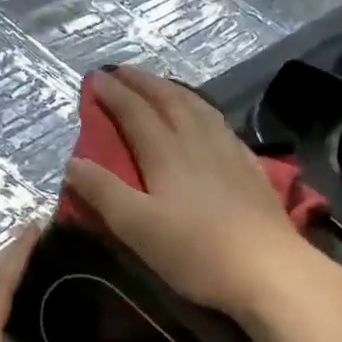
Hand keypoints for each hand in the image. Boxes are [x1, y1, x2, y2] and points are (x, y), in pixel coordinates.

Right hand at [64, 67, 314, 320]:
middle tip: (122, 71)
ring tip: (160, 85)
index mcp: (166, 152)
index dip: (113, 94)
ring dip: (173, 90)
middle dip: (142, 83)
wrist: (268, 269)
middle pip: (168, 100)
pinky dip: (203, 110)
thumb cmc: (195, 252)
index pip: (135, 112)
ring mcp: (229, 152)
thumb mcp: (136, 227)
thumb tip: (72, 163)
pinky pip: (220, 124)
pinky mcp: (250, 168)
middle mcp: (198, 141)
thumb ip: (103, 192)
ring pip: (198, 107)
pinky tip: (207, 120)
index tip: (95, 78)